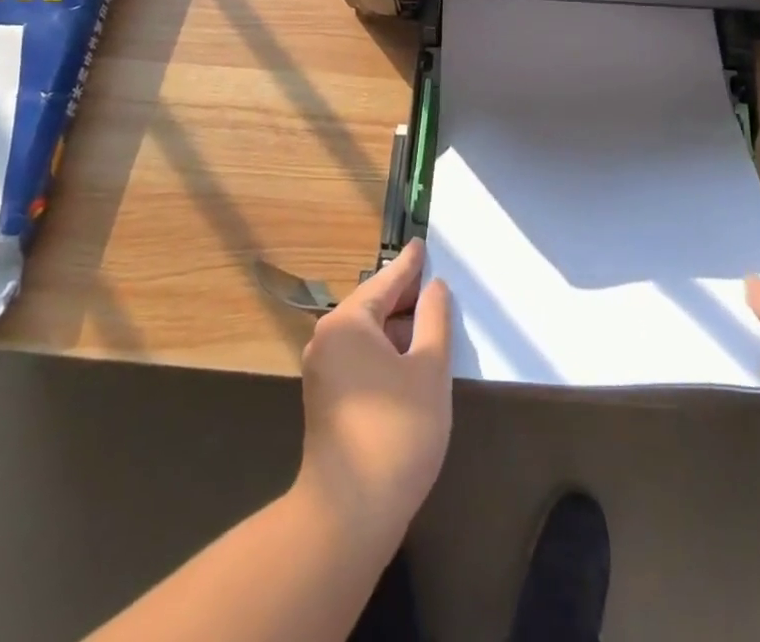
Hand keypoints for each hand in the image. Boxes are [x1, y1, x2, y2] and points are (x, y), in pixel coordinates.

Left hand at [296, 238, 453, 551]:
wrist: (348, 514)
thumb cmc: (396, 431)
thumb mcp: (429, 369)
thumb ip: (435, 320)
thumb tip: (435, 289)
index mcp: (348, 322)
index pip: (386, 281)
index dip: (410, 265)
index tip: (422, 245)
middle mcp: (327, 338)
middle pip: (373, 305)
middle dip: (406, 297)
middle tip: (436, 284)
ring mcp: (322, 371)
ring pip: (367, 335)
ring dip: (398, 328)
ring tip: (431, 320)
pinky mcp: (326, 399)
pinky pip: (360, 357)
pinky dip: (386, 351)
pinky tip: (411, 358)